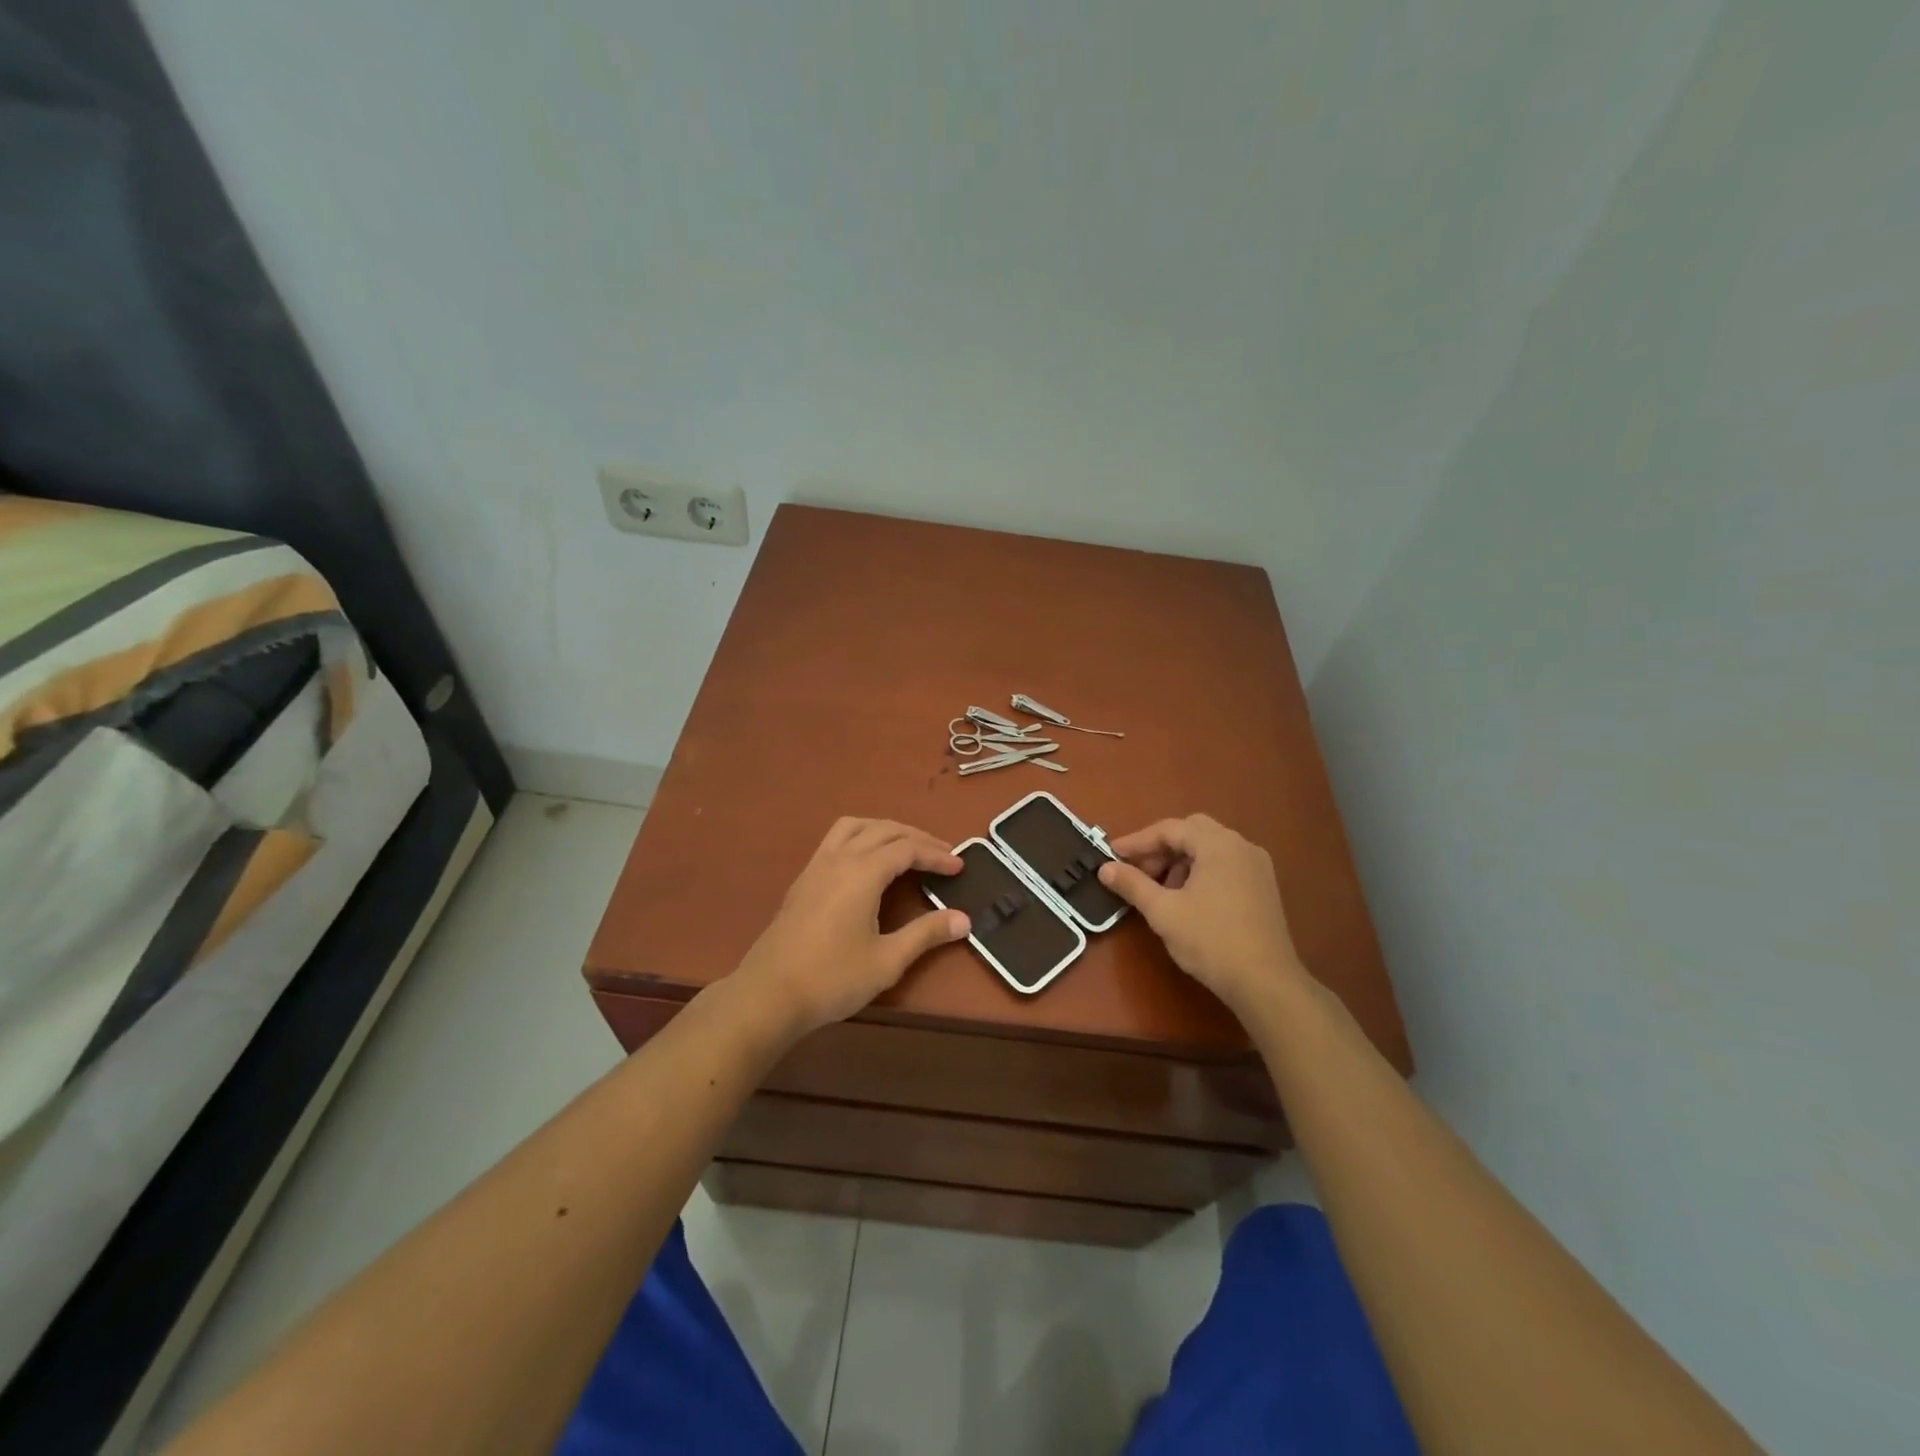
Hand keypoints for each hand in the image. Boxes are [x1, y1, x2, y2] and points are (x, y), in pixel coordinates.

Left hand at [731, 818, 969, 1037]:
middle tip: (943, 854)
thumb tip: (964, 919)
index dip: (936, 854)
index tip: (960, 866)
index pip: (907, 849)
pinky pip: (837, 839)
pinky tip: (867, 862)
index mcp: (862, 872)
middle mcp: (839, 858)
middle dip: (917, 838)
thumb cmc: (832, 979)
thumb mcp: (887, 960)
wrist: (768, 994)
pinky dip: (861, 837)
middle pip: (884, 830)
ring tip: (906, 847)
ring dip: (886, 829)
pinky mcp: (803, 879)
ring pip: (856, 826)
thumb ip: (926, 934)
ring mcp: (817, 866)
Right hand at [1097, 814, 1307, 1017]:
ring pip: (1210, 849)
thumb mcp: (1163, 912)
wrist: (1266, 983)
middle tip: (1138, 870)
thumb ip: (1132, 884)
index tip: (1111, 855)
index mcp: (1218, 845)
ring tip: (1161, 890)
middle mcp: (1241, 846)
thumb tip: (1104, 868)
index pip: (1170, 829)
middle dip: (1161, 848)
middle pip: (1192, 832)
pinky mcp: (1264, 887)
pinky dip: (1201, 871)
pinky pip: (1225, 865)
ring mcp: (1257, 866)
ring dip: (1181, 861)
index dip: (1137, 841)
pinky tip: (1188, 899)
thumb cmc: (1211, 941)